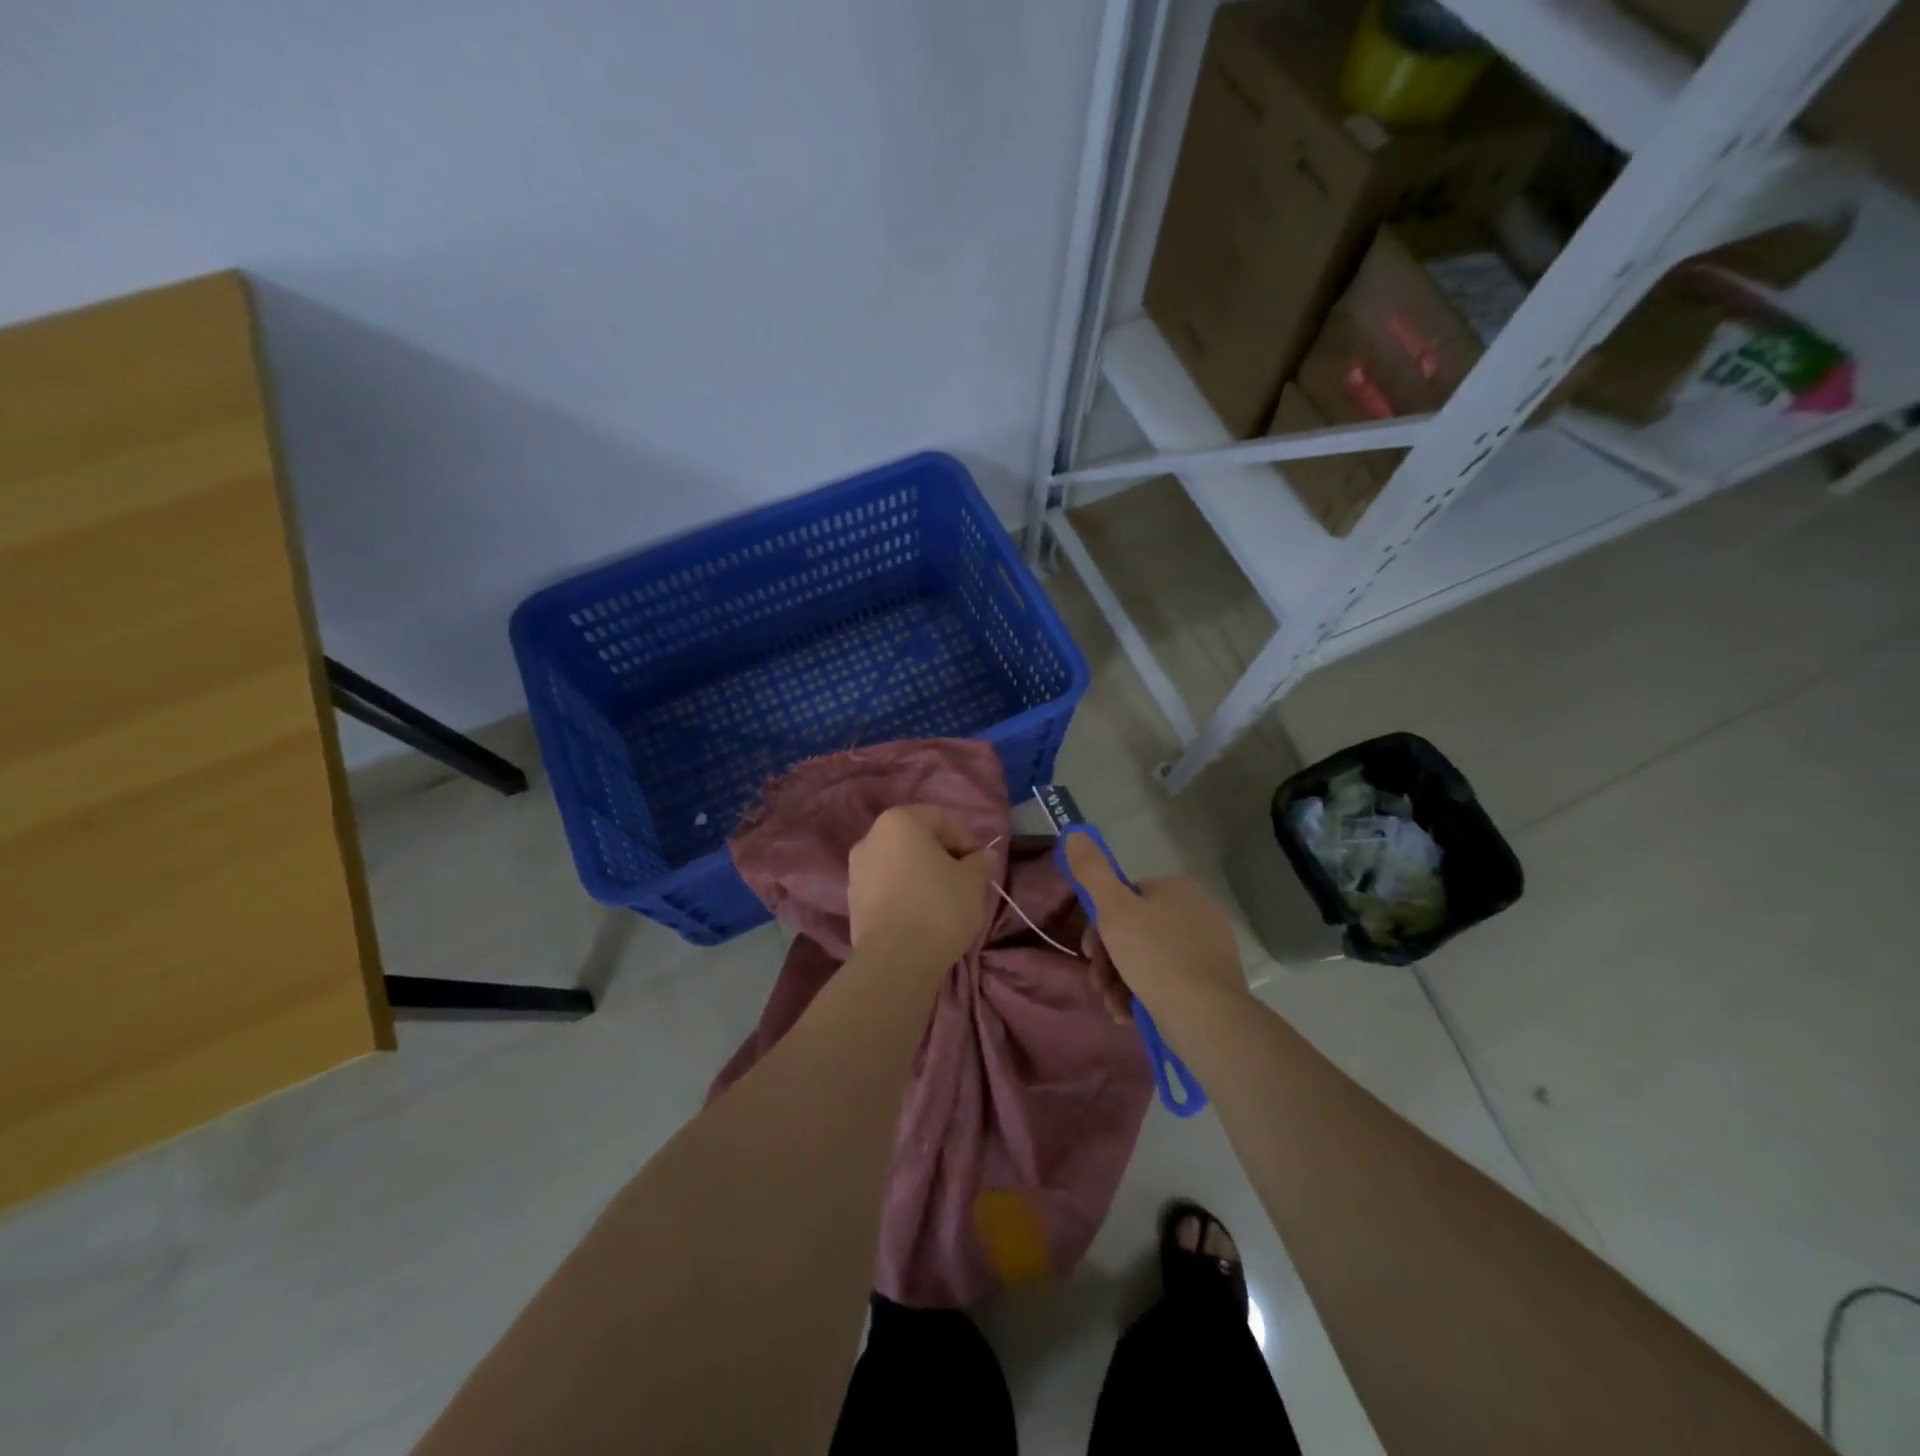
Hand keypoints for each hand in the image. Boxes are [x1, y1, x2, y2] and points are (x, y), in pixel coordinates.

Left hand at [847, 806, 992, 969]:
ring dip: (922, 875)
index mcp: (899, 821)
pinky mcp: (852, 900)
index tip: (980, 865)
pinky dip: (904, 893)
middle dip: (942, 856)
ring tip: (943, 901)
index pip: (941, 819)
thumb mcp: (973, 881)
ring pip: (900, 864)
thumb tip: (984, 855)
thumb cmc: (939, 907)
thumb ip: (980, 862)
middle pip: (917, 840)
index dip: (966, 840)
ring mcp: (856, 869)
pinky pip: (886, 887)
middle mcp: (871, 837)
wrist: (895, 961)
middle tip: (964, 881)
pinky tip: (921, 915)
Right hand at [1064, 834, 1247, 1015]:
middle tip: (1098, 982)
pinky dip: (1145, 995)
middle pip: (1135, 930)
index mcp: (1177, 888)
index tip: (1089, 950)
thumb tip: (1074, 831)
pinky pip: (1169, 982)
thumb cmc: (1154, 956)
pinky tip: (1131, 1014)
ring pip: (1148, 959)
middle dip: (1109, 958)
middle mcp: (1199, 911)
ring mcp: (1209, 948)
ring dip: (1121, 981)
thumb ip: (1091, 870)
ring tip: (1113, 1005)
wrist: (1205, 1017)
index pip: (1126, 897)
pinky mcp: (1214, 983)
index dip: (1100, 923)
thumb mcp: (1113, 909)